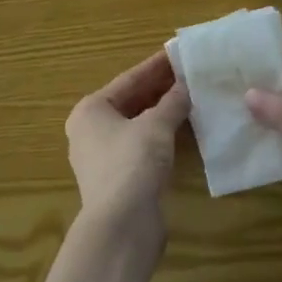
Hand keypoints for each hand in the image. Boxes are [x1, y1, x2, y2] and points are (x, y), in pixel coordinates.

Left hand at [65, 51, 189, 239]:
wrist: (121, 228)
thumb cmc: (132, 163)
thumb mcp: (157, 125)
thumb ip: (173, 101)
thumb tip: (187, 85)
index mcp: (91, 110)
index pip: (129, 79)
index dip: (156, 65)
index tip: (179, 53)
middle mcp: (90, 130)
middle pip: (131, 101)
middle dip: (160, 88)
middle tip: (190, 74)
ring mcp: (102, 157)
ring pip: (137, 124)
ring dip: (162, 112)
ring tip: (191, 96)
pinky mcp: (117, 179)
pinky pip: (141, 146)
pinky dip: (160, 135)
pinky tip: (183, 128)